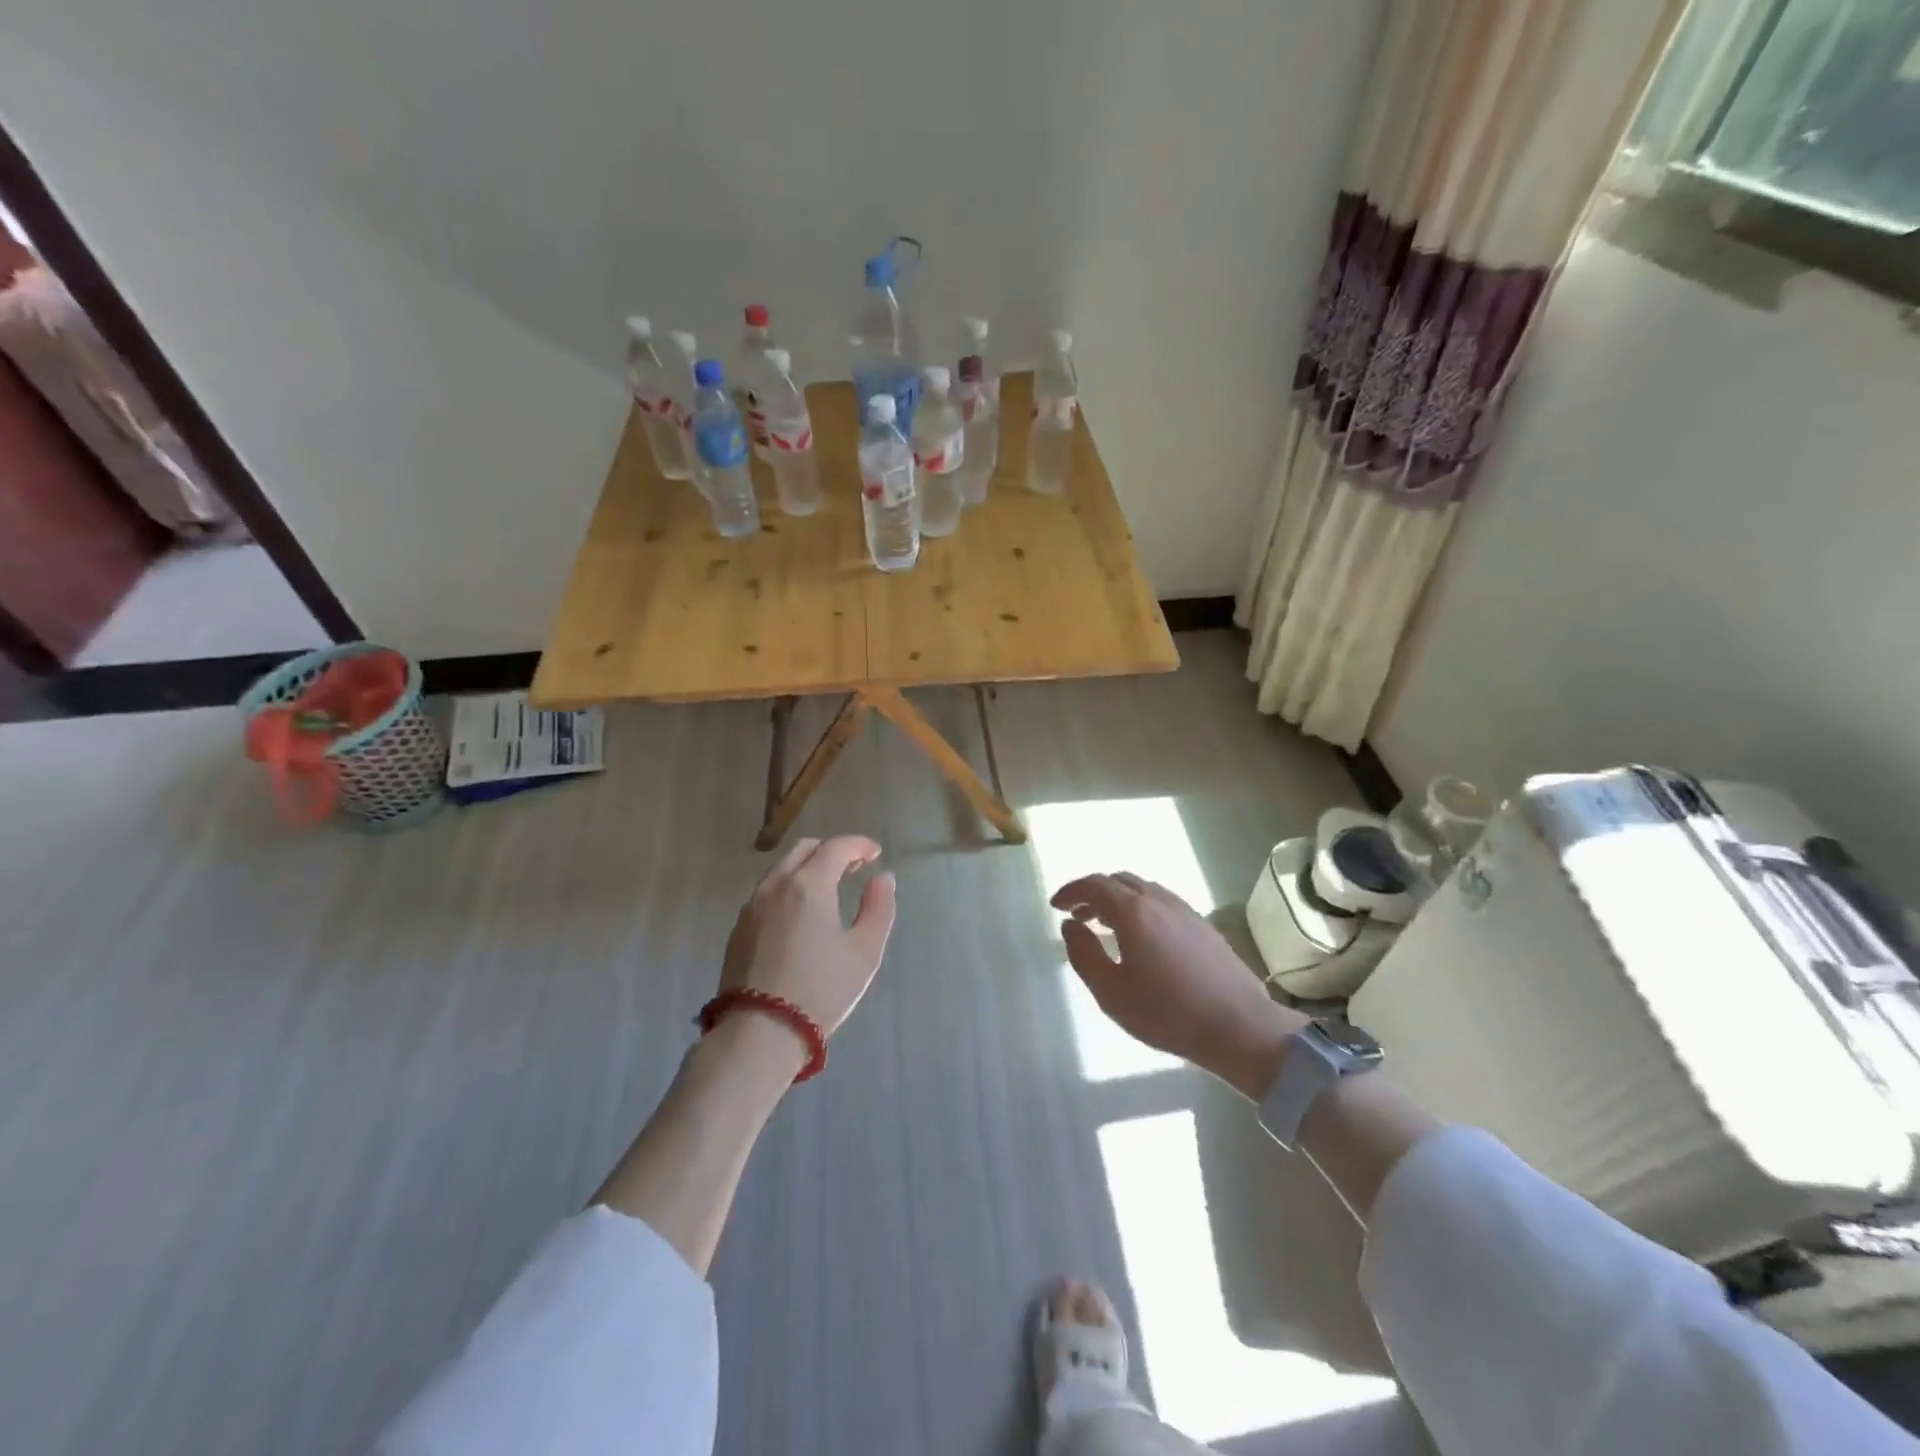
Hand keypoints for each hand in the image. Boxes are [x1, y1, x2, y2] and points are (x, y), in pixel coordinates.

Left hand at [719, 836, 897, 1051]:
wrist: (759, 1032)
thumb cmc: (821, 989)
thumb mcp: (864, 952)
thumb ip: (879, 908)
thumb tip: (882, 878)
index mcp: (809, 884)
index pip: (836, 847)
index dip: (859, 844)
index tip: (875, 854)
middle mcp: (777, 885)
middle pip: (805, 849)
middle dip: (832, 849)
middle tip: (854, 866)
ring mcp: (752, 906)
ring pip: (782, 868)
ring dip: (808, 866)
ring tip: (829, 886)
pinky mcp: (739, 928)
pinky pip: (768, 891)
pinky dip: (790, 886)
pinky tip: (801, 910)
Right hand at [1051, 873, 1303, 1098]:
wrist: (1239, 1026)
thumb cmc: (1167, 1012)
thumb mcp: (1111, 992)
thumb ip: (1083, 954)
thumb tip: (1070, 925)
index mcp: (1133, 911)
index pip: (1094, 885)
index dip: (1071, 891)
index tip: (1055, 906)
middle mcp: (1159, 900)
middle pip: (1118, 881)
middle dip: (1093, 892)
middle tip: (1077, 915)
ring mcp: (1184, 910)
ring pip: (1142, 889)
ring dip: (1117, 899)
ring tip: (1105, 925)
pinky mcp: (1202, 925)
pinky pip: (1161, 902)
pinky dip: (1140, 907)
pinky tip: (1141, 937)